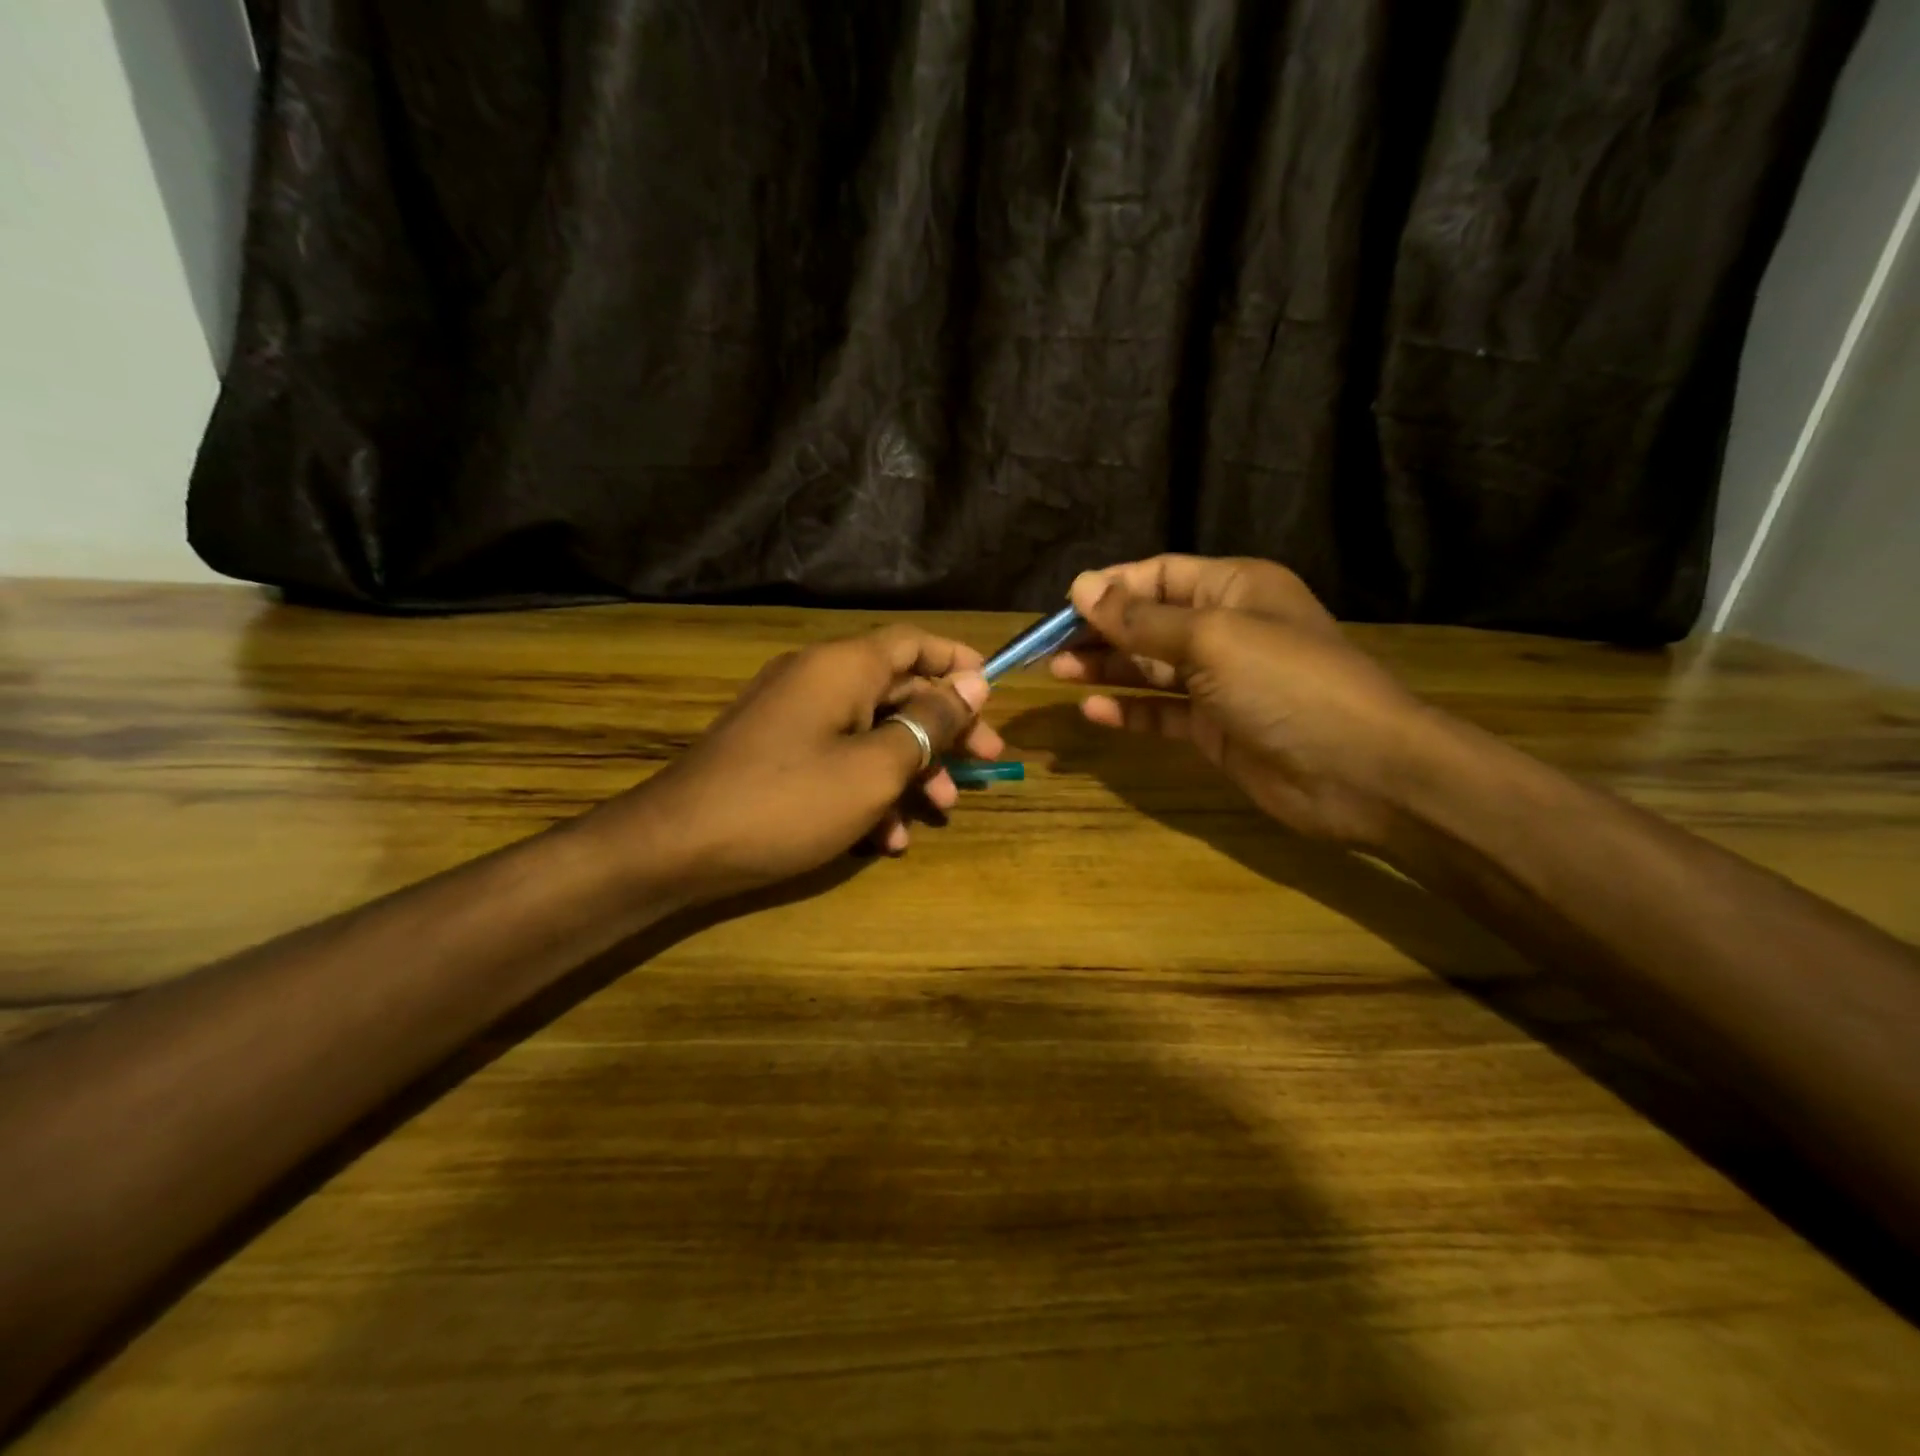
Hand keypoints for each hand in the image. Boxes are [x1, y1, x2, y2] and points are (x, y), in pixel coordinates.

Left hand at [594, 626, 1001, 902]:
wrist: (678, 846)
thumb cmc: (789, 801)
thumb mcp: (874, 767)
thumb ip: (928, 724)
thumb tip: (972, 686)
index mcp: (842, 667)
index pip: (912, 642)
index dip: (957, 662)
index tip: (993, 695)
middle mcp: (817, 680)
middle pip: (898, 690)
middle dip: (945, 730)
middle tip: (987, 763)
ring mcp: (793, 718)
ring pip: (872, 731)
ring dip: (912, 769)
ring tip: (941, 812)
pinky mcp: (777, 754)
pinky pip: (837, 759)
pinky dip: (868, 790)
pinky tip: (887, 839)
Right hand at [1050, 555, 1432, 849]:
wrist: (1359, 770)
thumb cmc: (1287, 684)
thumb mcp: (1211, 639)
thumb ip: (1142, 619)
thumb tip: (1081, 587)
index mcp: (1234, 589)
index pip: (1159, 575)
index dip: (1111, 587)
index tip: (1062, 606)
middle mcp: (1225, 629)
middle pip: (1149, 622)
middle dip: (1100, 631)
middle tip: (1049, 648)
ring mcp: (1220, 683)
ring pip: (1150, 668)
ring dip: (1106, 668)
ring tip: (1060, 673)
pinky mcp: (1214, 728)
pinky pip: (1161, 712)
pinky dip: (1129, 711)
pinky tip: (1094, 712)